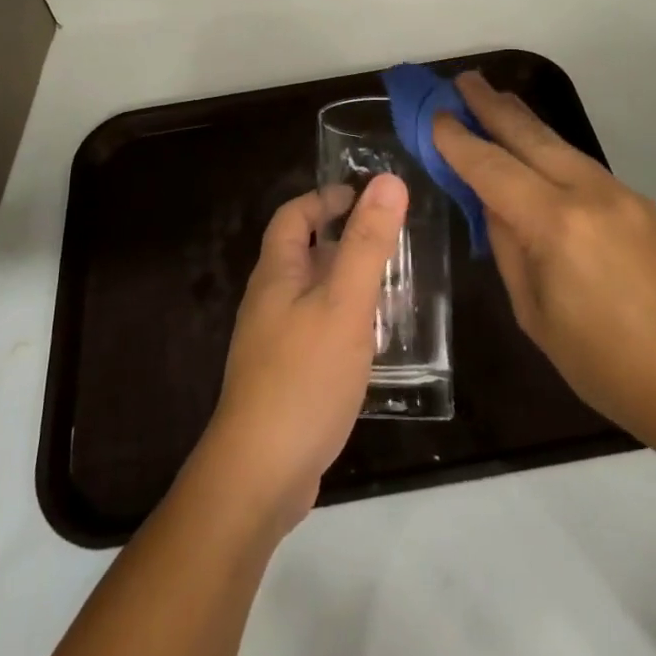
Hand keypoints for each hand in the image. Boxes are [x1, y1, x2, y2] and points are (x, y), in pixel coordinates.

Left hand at [201, 176, 408, 526]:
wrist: (261, 474)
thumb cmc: (304, 376)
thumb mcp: (344, 303)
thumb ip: (367, 243)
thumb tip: (388, 181)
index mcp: (276, 274)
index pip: (293, 216)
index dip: (325, 199)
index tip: (364, 196)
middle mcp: (270, 301)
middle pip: (304, 253)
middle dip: (344, 241)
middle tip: (392, 241)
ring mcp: (275, 342)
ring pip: (315, 295)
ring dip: (348, 283)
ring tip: (394, 287)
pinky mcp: (287, 377)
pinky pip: (319, 331)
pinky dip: (346, 322)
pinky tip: (375, 342)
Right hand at [433, 74, 655, 459]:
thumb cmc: (609, 367)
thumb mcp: (536, 315)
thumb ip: (509, 249)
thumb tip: (494, 205)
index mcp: (556, 224)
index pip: (492, 167)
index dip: (458, 140)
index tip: (434, 115)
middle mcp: (589, 194)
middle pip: (530, 136)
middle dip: (491, 105)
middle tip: (462, 80)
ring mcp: (621, 194)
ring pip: (559, 143)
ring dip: (522, 120)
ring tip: (494, 98)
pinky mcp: (641, 204)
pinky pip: (582, 165)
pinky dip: (550, 148)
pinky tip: (537, 150)